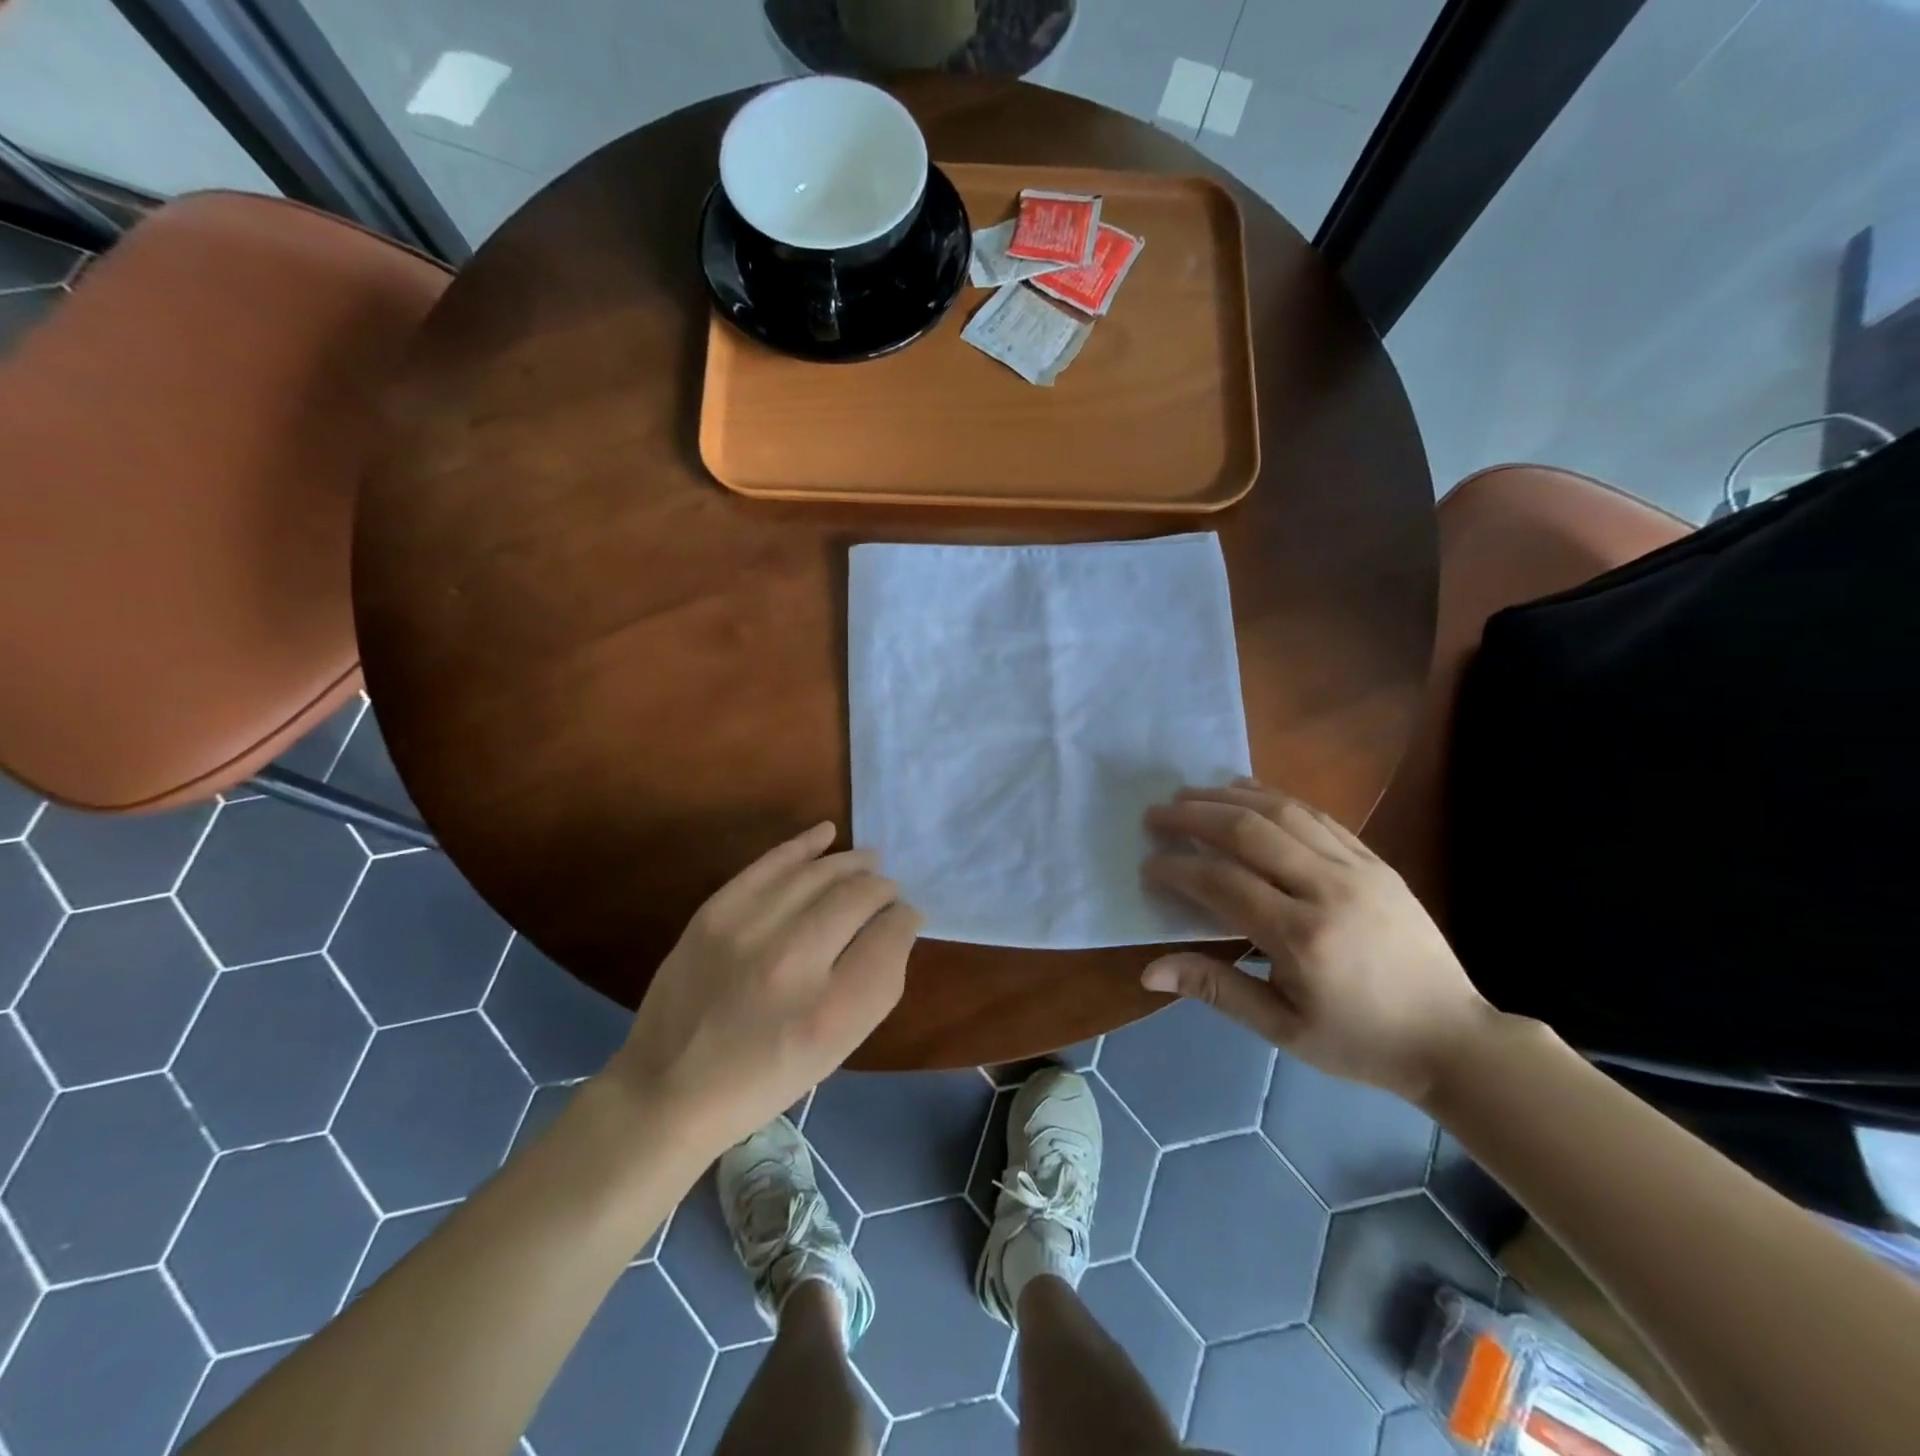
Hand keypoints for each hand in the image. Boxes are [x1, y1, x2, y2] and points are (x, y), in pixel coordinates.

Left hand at [606, 823, 919, 1154]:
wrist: (668, 1088)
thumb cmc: (764, 1078)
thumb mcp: (836, 1050)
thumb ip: (876, 983)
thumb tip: (894, 922)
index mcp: (832, 1011)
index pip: (891, 935)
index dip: (905, 920)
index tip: (903, 920)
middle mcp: (794, 963)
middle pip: (860, 897)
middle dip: (883, 890)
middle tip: (885, 894)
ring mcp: (749, 930)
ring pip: (821, 874)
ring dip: (852, 864)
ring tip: (868, 863)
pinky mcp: (715, 912)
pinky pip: (772, 862)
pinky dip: (804, 844)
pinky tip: (827, 834)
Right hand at [1140, 780, 1491, 1104]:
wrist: (1453, 1038)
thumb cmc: (1359, 1040)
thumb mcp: (1282, 1029)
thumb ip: (1216, 989)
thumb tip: (1149, 972)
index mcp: (1302, 938)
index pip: (1223, 883)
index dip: (1179, 869)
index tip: (1149, 865)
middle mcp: (1327, 890)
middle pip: (1248, 833)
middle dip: (1194, 817)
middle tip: (1156, 814)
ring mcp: (1357, 869)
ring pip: (1282, 812)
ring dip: (1228, 797)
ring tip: (1189, 793)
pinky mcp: (1375, 861)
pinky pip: (1317, 815)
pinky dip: (1274, 797)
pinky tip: (1245, 791)